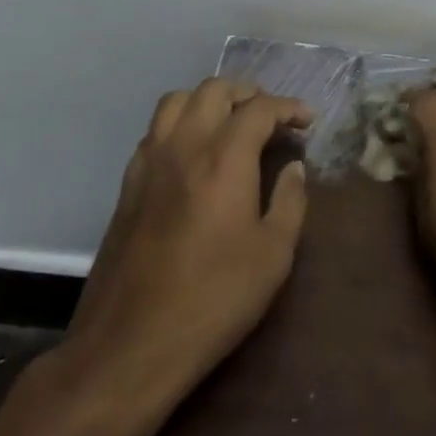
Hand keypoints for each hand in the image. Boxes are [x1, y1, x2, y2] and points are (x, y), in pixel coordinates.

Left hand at [54, 78, 312, 401]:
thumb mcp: (273, 257)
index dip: (288, 108)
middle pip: (215, 89)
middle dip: (248, 93)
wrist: (130, 345)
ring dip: (209, 100)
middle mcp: (184, 145)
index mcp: (224, 157)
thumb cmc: (213, 300)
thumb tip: (294, 167)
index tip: (307, 121)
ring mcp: (150, 161)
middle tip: (270, 117)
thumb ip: (290, 202)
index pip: (260, 109)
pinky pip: (155, 129)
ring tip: (230, 122)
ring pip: (177, 100)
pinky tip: (193, 151)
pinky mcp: (128, 183)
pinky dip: (180, 122)